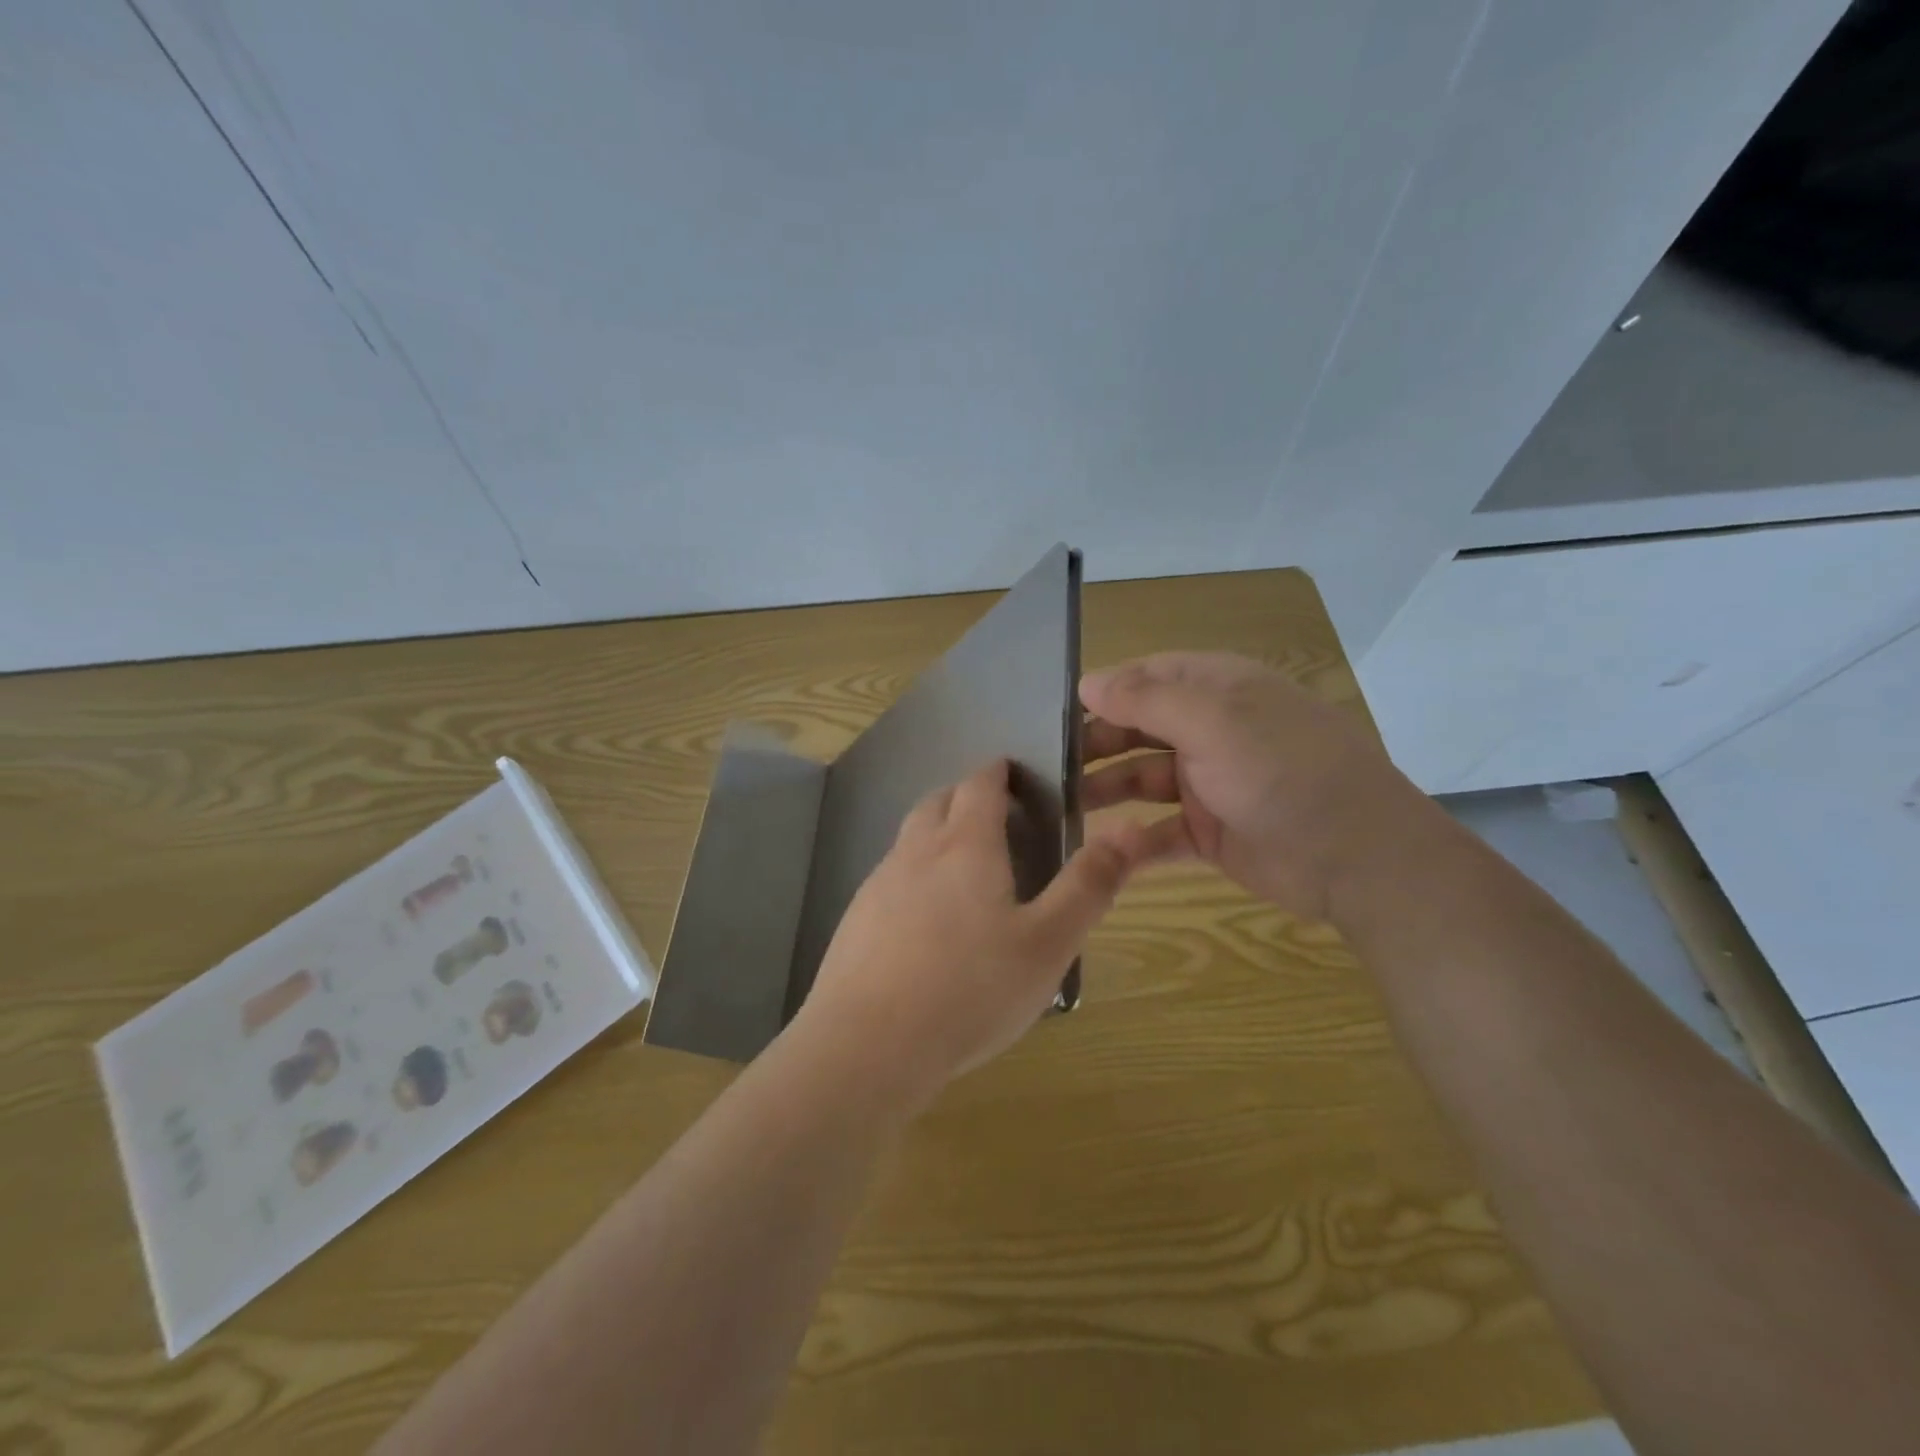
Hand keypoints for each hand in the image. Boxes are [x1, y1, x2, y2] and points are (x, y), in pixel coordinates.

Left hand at [799, 760, 1148, 1101]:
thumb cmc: (970, 990)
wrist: (868, 1045)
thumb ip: (1088, 886)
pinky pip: (891, 876)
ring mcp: (879, 884)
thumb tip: (1128, 831)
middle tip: (997, 817)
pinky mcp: (856, 919)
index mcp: (966, 846)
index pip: (979, 784)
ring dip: (938, 831)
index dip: (998, 772)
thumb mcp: (1047, 944)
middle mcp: (917, 851)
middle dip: (966, 796)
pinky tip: (927, 918)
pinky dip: (914, 873)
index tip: (1014, 773)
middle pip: (939, 801)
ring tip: (966, 865)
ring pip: (911, 837)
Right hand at [1079, 651, 1418, 922]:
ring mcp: (1211, 784)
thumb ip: (1147, 699)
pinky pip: (1160, 833)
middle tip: (1048, 764)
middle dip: (1095, 744)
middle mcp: (1211, 731)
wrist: (1359, 858)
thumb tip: (1088, 682)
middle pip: (1138, 729)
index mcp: (1218, 690)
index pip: (1148, 676)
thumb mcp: (1214, 721)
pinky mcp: (1211, 834)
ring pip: (1143, 780)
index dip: (1105, 691)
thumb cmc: (1284, 771)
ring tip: (1062, 805)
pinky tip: (1104, 850)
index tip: (1056, 711)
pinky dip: (1134, 842)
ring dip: (1105, 790)